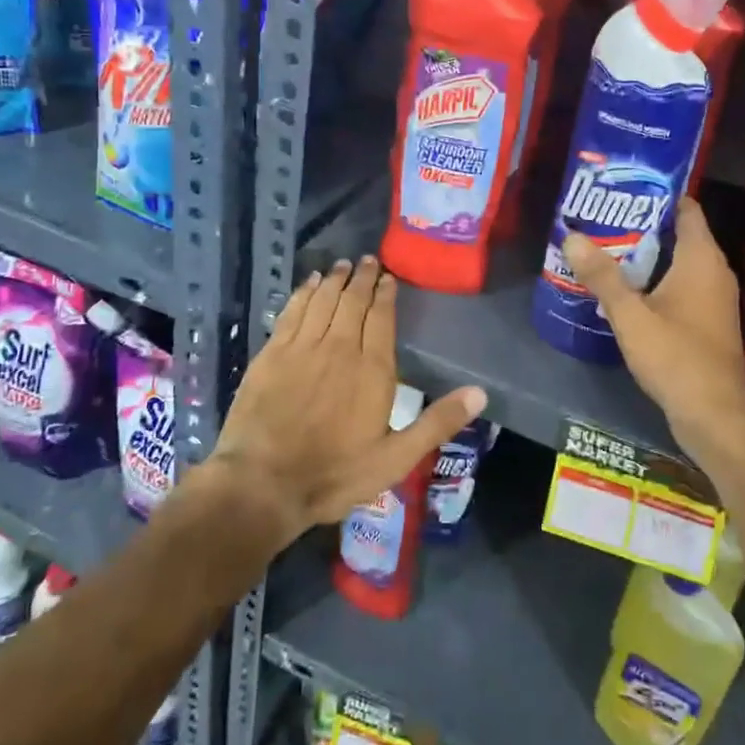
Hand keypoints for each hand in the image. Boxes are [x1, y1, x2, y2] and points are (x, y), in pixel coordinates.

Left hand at [214, 255, 485, 541]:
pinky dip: (304, 293)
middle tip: (367, 260)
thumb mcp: (396, 459)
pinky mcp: (272, 353)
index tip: (388, 277)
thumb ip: (438, 423)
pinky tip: (310, 284)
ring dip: (335, 280)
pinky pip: (292, 311)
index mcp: (372, 368)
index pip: (381, 317)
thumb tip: (481, 393)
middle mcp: (339, 347)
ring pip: (323, 300)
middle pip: (353, 301)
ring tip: (343, 265)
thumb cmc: (335, 474)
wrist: (263, 483)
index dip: (386, 293)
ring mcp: (302, 347)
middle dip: (362, 278)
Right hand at [561, 198, 744, 467]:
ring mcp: (713, 297)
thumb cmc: (676, 357)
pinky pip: (680, 285)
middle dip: (642, 222)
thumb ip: (602, 276)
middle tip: (602, 215)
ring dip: (646, 254)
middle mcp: (714, 271)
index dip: (658, 192)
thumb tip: (571, 235)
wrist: (714, 416)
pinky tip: (624, 287)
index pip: (686, 207)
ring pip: (678, 261)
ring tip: (605, 246)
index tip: (624, 186)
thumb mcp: (631, 315)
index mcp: (702, 258)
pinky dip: (655, 279)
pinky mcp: (707, 320)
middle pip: (679, 232)